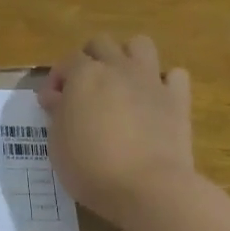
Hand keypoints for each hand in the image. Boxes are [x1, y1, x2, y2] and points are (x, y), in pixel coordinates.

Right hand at [40, 35, 194, 229]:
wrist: (147, 187)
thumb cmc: (91, 168)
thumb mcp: (58, 143)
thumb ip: (58, 113)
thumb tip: (58, 97)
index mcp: (85, 75)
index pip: (66, 61)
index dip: (56, 79)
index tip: (51, 104)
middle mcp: (118, 68)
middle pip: (102, 43)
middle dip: (90, 58)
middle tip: (85, 88)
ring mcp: (150, 80)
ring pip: (140, 44)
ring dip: (128, 57)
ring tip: (121, 83)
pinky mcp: (177, 99)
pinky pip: (174, 75)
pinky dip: (164, 83)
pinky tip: (155, 100)